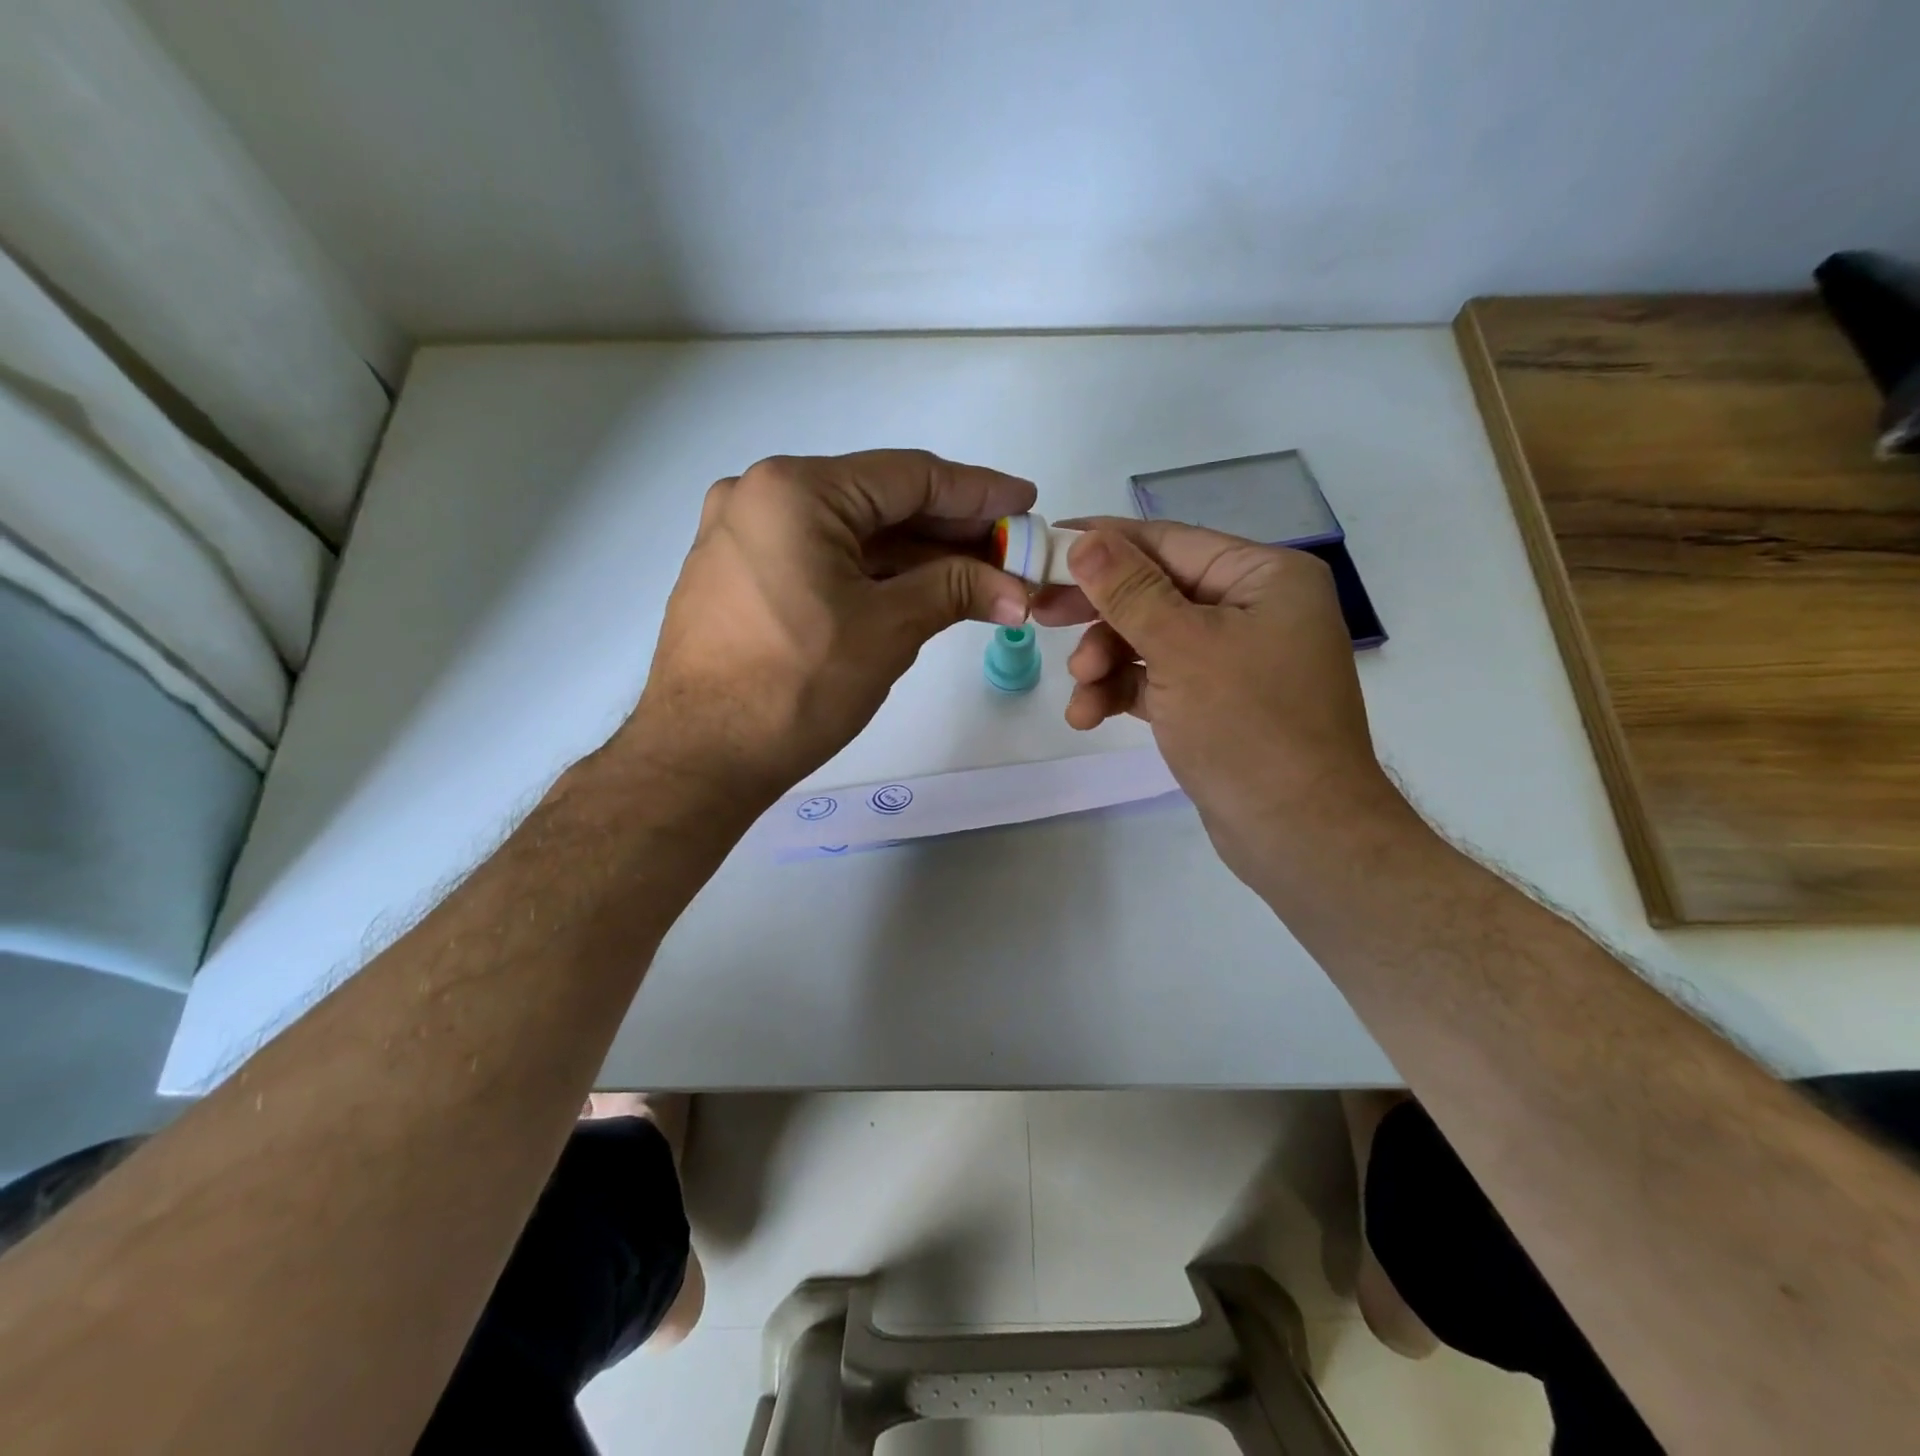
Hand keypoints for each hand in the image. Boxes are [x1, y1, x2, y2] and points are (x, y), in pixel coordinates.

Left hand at [623, 451, 1034, 806]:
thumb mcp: (887, 631)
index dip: (977, 491)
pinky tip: (919, 588)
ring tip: (978, 574)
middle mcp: (761, 495)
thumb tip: (1018, 590)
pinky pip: (820, 558)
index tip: (1026, 502)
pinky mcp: (738, 574)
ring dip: (914, 555)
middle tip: (1009, 549)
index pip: (908, 477)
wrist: (699, 758)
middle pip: (878, 501)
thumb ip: (956, 590)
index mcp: (796, 490)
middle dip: (949, 529)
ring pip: (850, 533)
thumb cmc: (795, 687)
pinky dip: (871, 573)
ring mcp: (742, 534)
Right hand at [1032, 518, 1413, 883]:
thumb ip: (1129, 592)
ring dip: (1105, 664)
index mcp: (1264, 577)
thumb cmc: (1249, 727)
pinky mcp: (1215, 702)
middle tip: (1040, 616)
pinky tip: (1089, 717)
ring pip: (1150, 640)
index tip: (1046, 545)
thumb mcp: (1183, 649)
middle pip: (1155, 592)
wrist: (1299, 834)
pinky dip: (1122, 693)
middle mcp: (1253, 609)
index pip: (1169, 542)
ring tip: (1080, 693)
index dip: (1104, 542)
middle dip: (1099, 613)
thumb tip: (1085, 540)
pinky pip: (1158, 680)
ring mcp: (1235, 659)